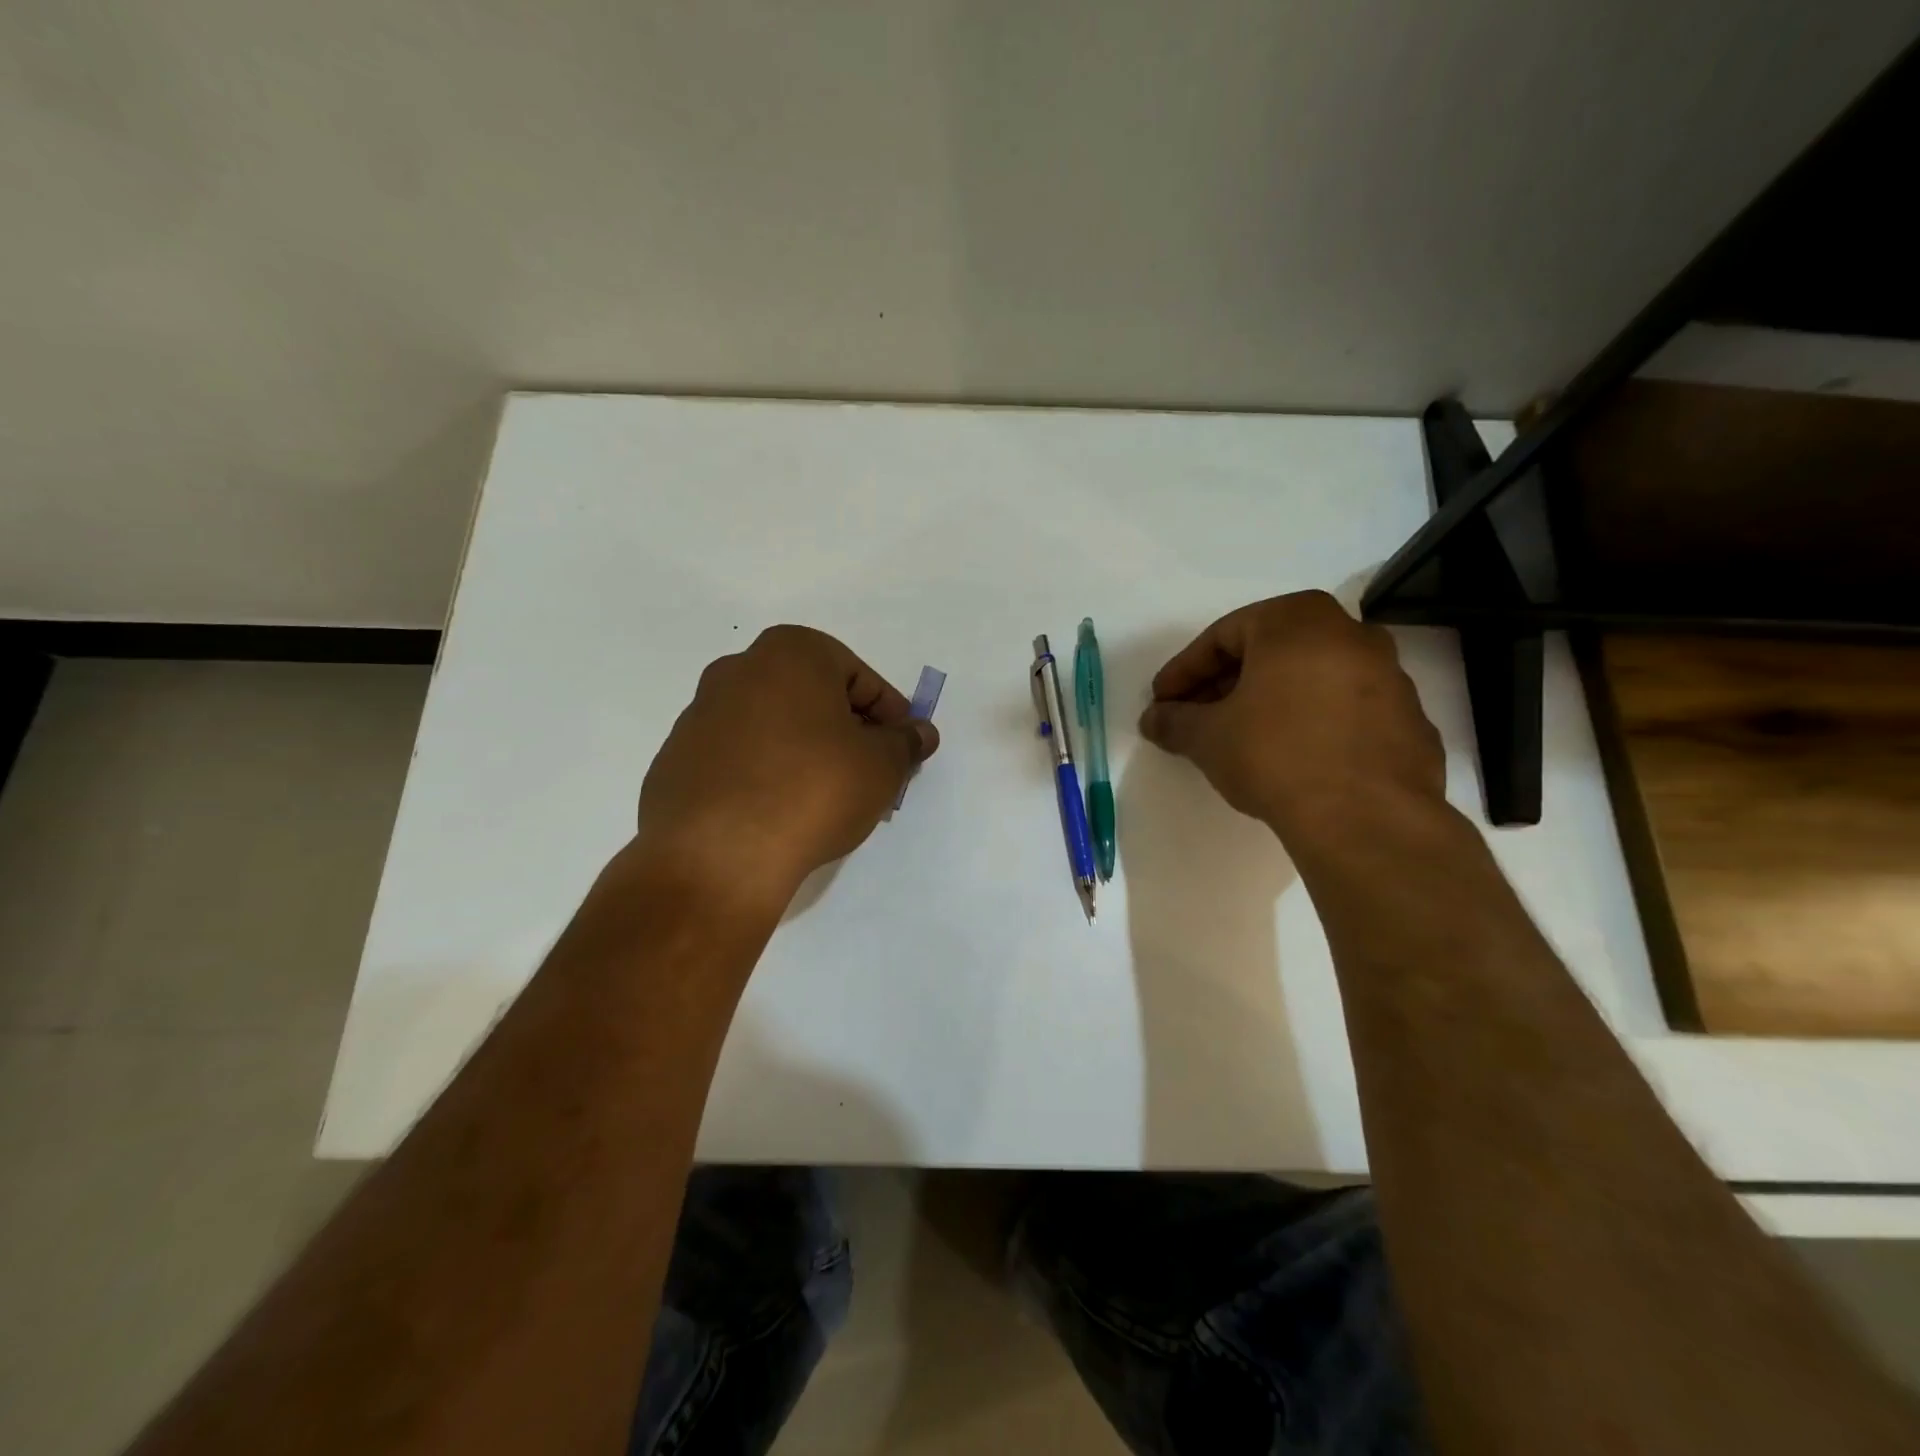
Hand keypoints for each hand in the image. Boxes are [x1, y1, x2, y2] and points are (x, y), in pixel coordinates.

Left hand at [635, 626, 937, 911]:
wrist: (719, 855)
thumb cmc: (813, 789)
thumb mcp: (881, 766)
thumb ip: (905, 743)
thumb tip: (920, 732)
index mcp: (790, 653)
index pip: (858, 677)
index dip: (889, 713)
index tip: (901, 749)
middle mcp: (738, 670)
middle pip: (812, 696)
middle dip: (846, 730)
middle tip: (869, 771)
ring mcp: (699, 715)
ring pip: (772, 726)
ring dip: (804, 751)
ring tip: (825, 798)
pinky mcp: (676, 761)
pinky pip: (737, 758)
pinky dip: (764, 774)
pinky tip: (779, 812)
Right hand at [1138, 591, 1444, 848]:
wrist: (1365, 818)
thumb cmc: (1275, 755)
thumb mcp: (1208, 737)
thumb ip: (1175, 721)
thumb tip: (1154, 719)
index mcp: (1297, 621)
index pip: (1223, 636)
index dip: (1184, 671)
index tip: (1162, 702)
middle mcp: (1350, 633)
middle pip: (1270, 651)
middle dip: (1226, 684)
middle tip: (1196, 718)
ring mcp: (1390, 676)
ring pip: (1311, 678)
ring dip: (1270, 701)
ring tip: (1241, 739)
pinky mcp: (1410, 720)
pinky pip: (1345, 710)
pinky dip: (1312, 723)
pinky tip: (1292, 760)